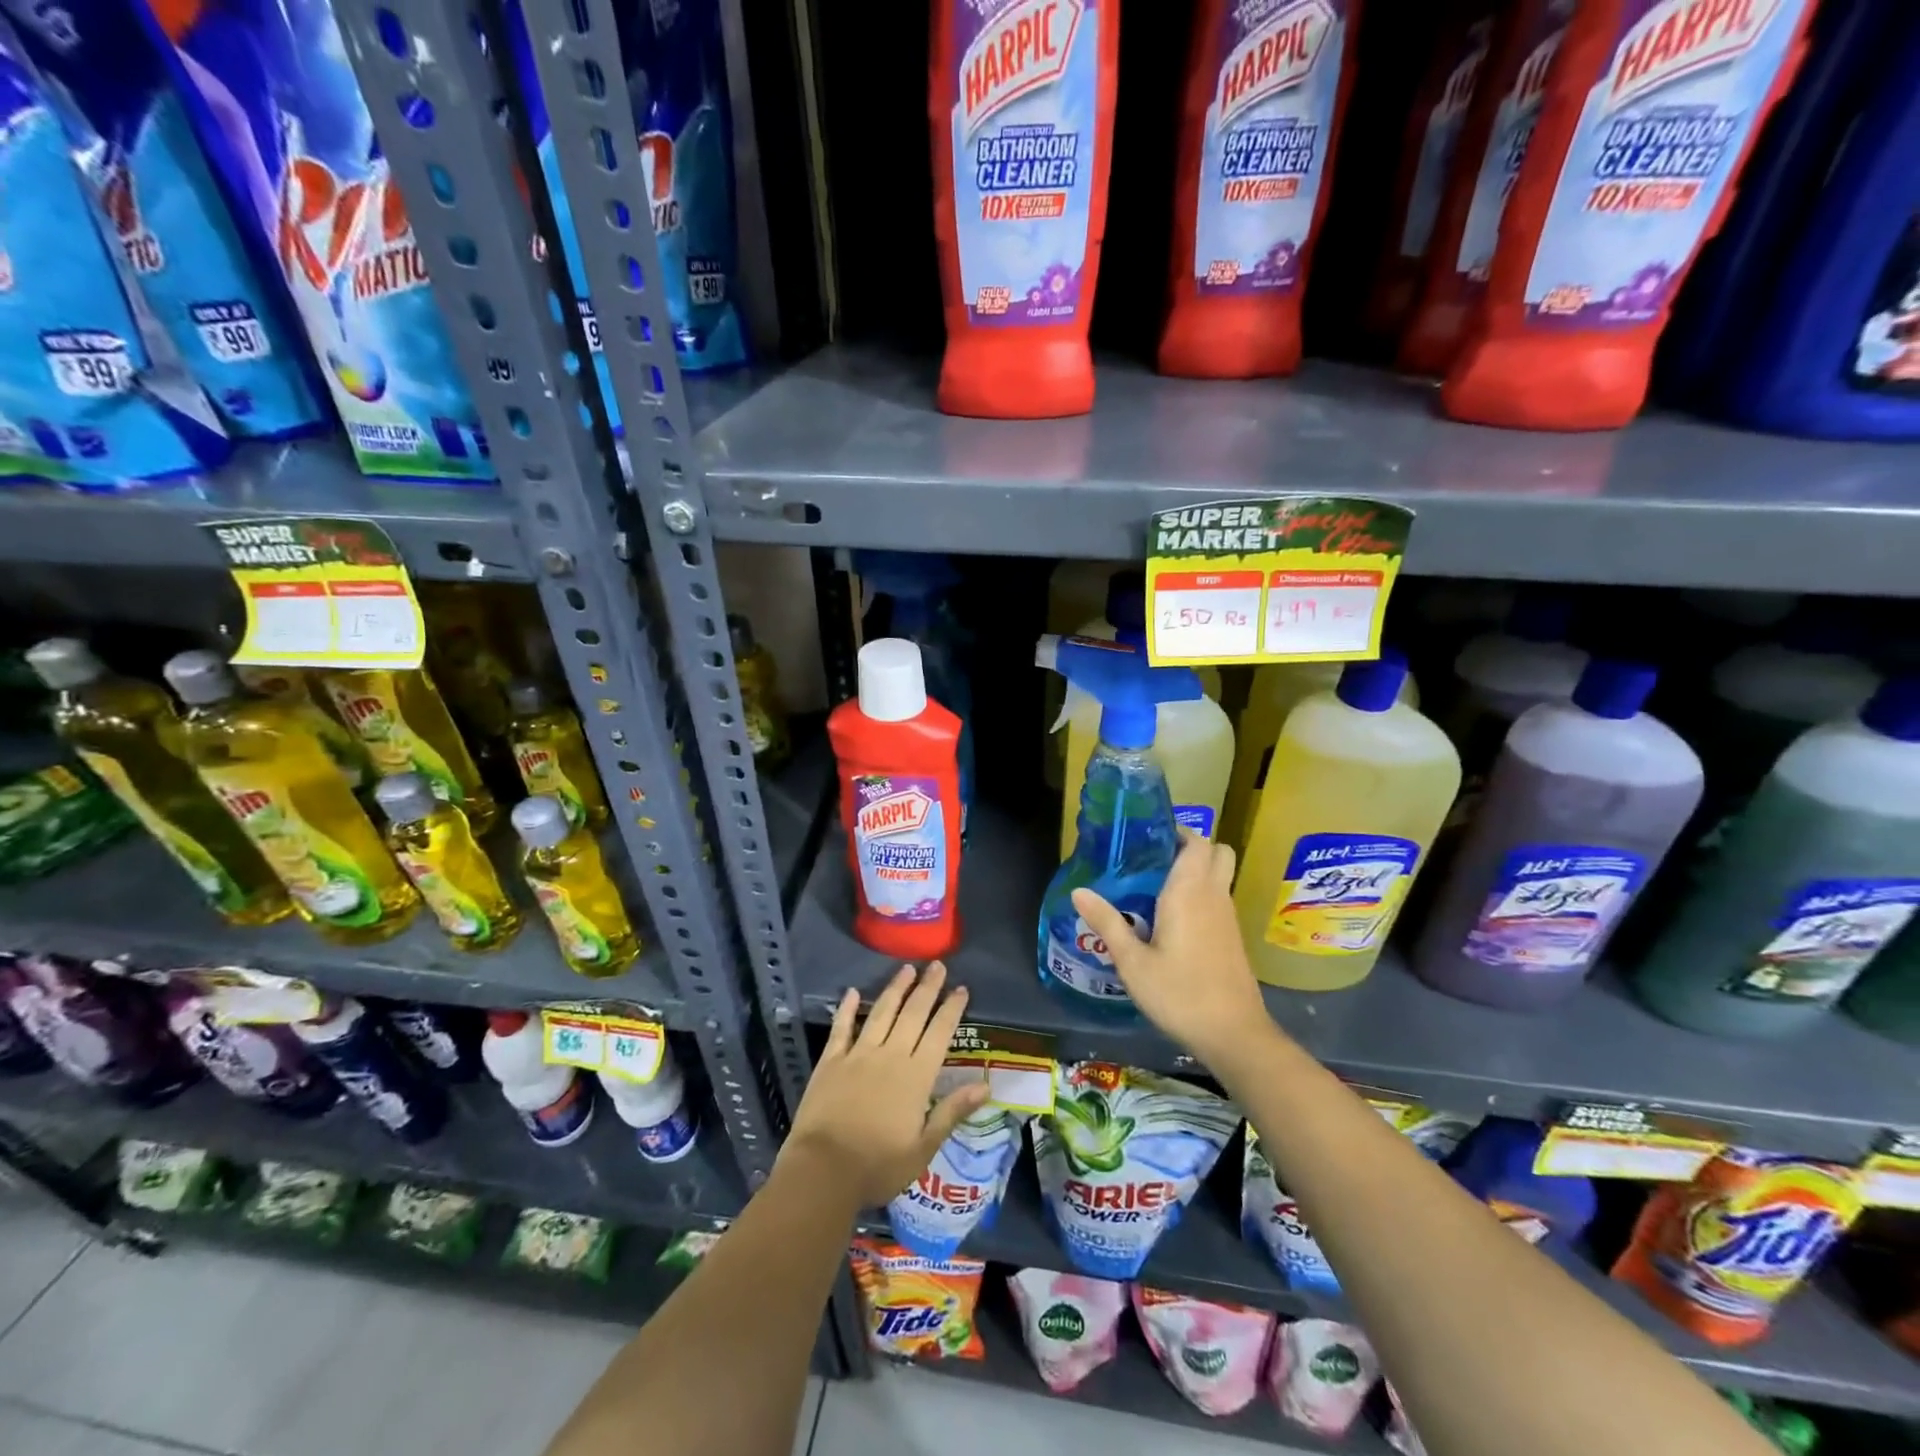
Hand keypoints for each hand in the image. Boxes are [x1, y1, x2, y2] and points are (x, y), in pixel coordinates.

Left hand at [782, 962, 989, 1207]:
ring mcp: (858, 1055)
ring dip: (895, 989)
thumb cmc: (878, 1166)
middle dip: (927, 988)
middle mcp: (890, 1056)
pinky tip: (853, 992)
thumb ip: (952, 1112)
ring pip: (881, 1013)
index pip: (939, 1033)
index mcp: (916, 1076)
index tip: (961, 988)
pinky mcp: (831, 1061)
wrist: (823, 1170)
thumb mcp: (923, 1148)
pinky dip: (847, 1009)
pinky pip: (841, 1028)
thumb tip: (985, 1086)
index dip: (951, 1009)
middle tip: (937, 965)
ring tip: (906, 969)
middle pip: (913, 1014)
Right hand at [1071, 830, 1275, 1064]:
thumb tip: (1078, 891)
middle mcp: (1214, 896)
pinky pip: (1218, 899)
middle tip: (1155, 859)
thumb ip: (1107, 923)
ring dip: (1196, 872)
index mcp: (1190, 892)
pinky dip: (1201, 895)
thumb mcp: (1132, 962)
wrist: (1234, 1035)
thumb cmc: (1179, 993)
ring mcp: (1228, 917)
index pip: (1197, 842)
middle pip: (1217, 852)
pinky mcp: (1232, 937)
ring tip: (1155, 888)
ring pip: (1219, 876)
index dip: (1178, 832)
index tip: (1148, 837)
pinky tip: (1172, 920)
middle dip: (1191, 847)